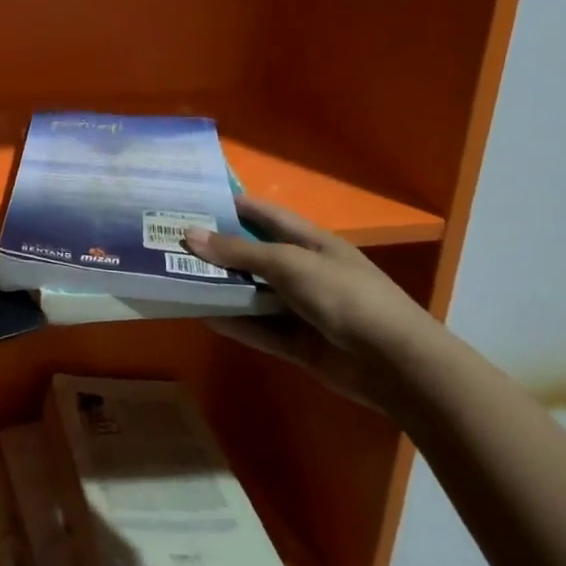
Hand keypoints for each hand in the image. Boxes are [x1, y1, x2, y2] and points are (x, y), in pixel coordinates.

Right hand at [184, 196, 442, 410]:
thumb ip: (240, 252)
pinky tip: (201, 315)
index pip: (265, 215)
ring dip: (220, 288)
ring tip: (176, 279)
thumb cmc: (345, 296)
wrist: (394, 363)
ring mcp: (300, 308)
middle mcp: (303, 271)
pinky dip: (233, 322)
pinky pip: (258, 328)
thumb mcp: (290, 264)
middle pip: (253, 255)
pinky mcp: (297, 342)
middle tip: (171, 243)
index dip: (231, 207)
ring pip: (251, 293)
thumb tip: (190, 234)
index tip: (191, 203)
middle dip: (217, 250)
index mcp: (310, 242)